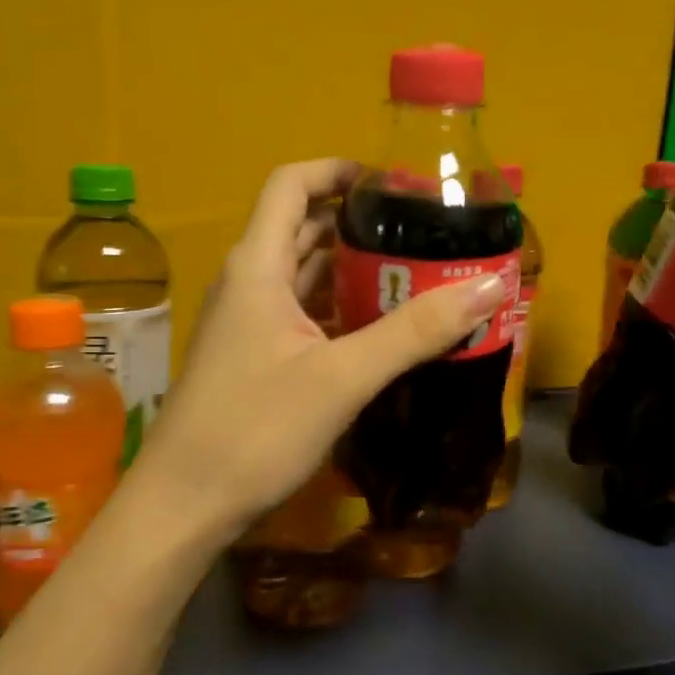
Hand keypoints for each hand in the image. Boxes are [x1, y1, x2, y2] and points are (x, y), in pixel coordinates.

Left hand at [136, 158, 510, 545]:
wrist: (184, 504)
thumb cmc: (254, 430)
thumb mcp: (341, 378)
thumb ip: (414, 331)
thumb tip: (490, 285)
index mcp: (258, 265)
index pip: (291, 185)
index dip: (338, 170)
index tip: (393, 181)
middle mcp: (249, 282)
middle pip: (304, 228)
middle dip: (361, 224)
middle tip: (426, 232)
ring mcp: (248, 322)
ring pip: (306, 276)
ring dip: (355, 271)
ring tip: (420, 274)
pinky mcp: (255, 357)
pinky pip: (303, 315)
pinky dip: (341, 310)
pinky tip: (384, 328)